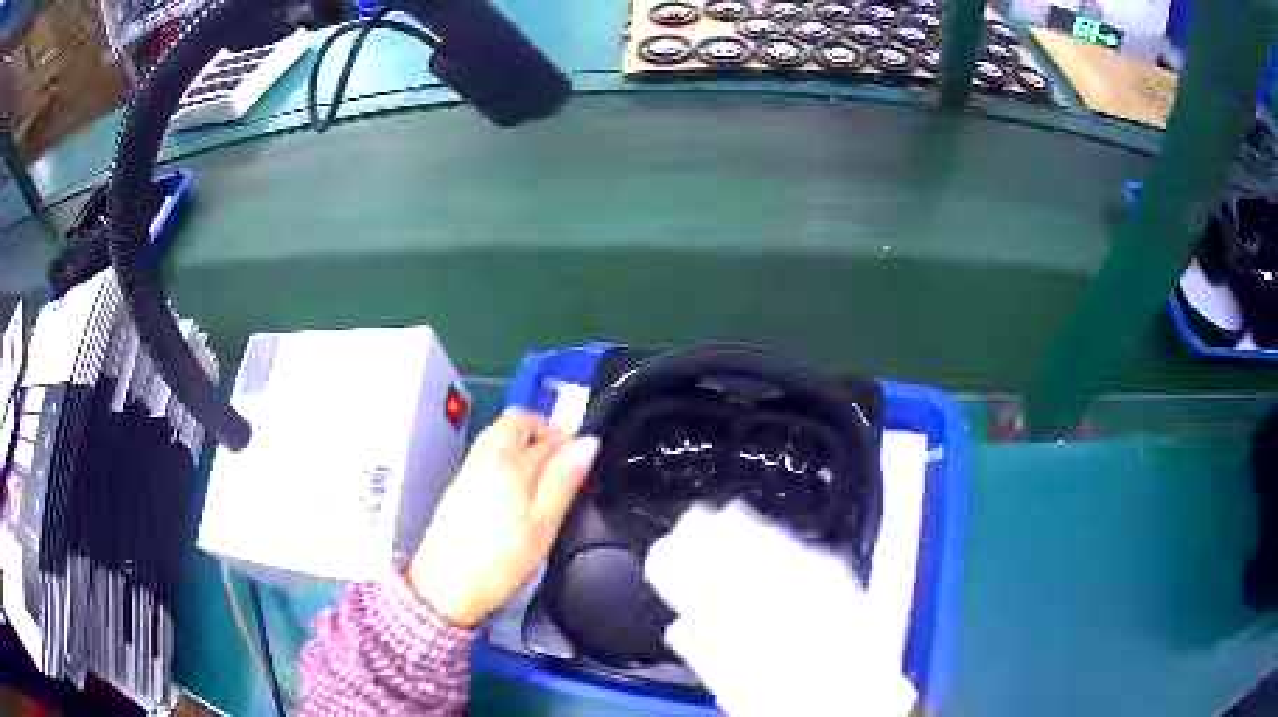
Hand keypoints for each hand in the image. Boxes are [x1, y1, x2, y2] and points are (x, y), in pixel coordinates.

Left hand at [410, 409, 598, 626]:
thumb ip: (564, 481)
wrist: (444, 586)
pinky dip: (506, 456)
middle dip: (543, 432)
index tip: (582, 467)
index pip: (549, 434)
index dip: (571, 444)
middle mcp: (487, 455)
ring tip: (539, 481)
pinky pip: (487, 451)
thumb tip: (588, 441)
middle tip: (560, 468)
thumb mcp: (542, 526)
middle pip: (517, 420)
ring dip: (524, 442)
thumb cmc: (500, 562)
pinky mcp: (459, 482)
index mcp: (511, 464)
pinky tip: (514, 492)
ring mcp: (469, 467)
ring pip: (500, 433)